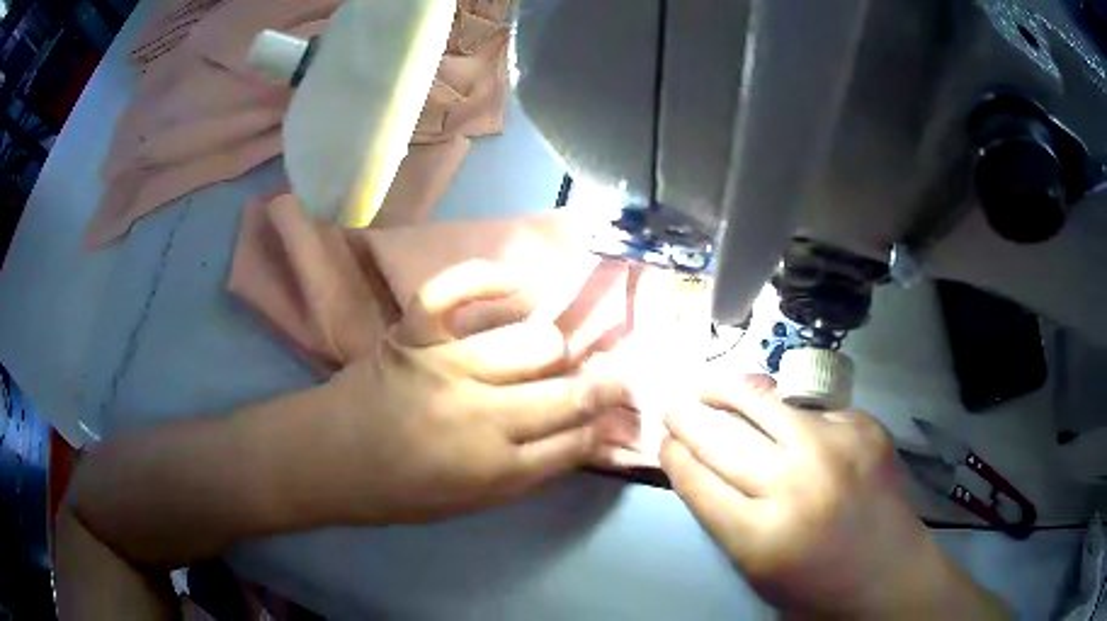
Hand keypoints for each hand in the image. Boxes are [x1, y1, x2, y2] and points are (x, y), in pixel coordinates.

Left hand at [309, 261, 633, 523]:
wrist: (327, 459)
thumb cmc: (398, 492)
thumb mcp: (471, 503)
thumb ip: (528, 471)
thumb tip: (580, 436)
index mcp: (494, 471)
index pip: (576, 442)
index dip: (606, 425)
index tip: (620, 409)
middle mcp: (480, 419)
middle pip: (569, 394)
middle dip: (604, 385)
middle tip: (615, 373)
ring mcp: (445, 368)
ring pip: (534, 343)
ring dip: (553, 348)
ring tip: (553, 350)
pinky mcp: (413, 334)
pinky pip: (455, 289)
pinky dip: (488, 278)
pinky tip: (516, 285)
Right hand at [660, 376, 1007, 618]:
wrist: (891, 575)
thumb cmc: (817, 587)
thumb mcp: (756, 568)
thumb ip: (725, 517)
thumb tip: (700, 465)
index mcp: (760, 535)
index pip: (696, 479)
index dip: (673, 454)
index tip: (663, 439)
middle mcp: (795, 483)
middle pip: (720, 437)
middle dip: (685, 417)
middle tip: (670, 402)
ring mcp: (834, 446)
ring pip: (761, 402)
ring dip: (725, 390)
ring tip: (706, 384)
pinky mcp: (863, 426)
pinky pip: (810, 411)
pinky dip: (788, 416)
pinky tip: (785, 423)